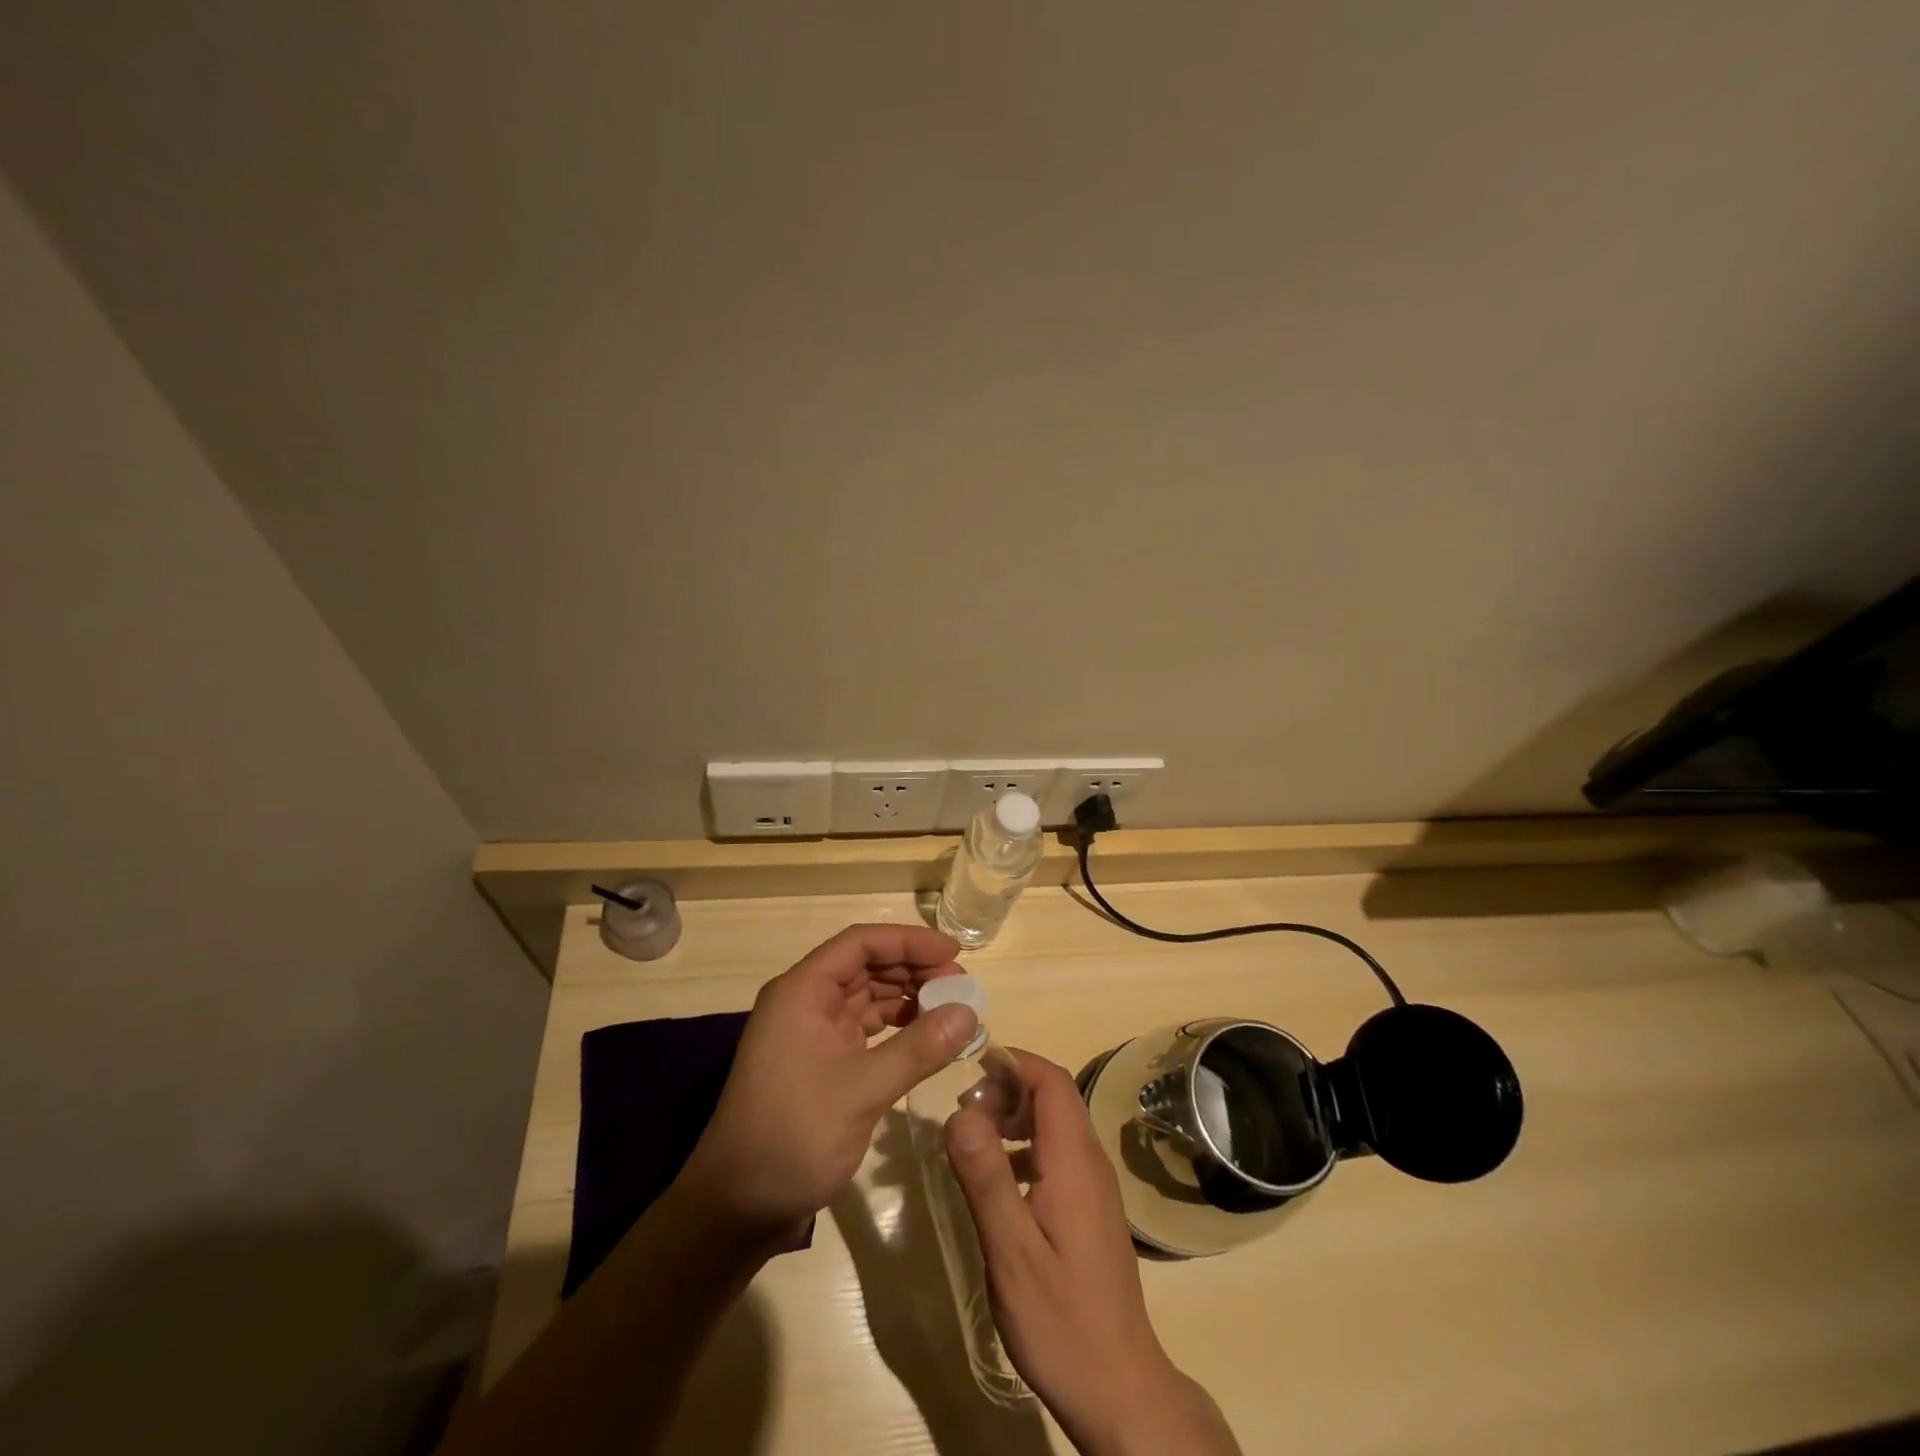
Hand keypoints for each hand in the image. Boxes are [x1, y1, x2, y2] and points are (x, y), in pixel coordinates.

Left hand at [679, 923, 977, 1236]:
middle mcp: (805, 1002)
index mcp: (802, 991)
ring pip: (868, 997)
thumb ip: (918, 1049)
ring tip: (952, 1009)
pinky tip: (927, 1037)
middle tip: (961, 987)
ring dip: (908, 998)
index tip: (954, 954)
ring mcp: (812, 1032)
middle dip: (914, 970)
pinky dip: (897, 1028)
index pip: (860, 943)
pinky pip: (865, 1028)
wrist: (737, 1208)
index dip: (908, 941)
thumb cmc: (792, 1136)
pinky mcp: (821, 1061)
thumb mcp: (861, 1091)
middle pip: (866, 966)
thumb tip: (970, 1012)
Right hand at [945, 1052, 1241, 1455]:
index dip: (1014, 1062)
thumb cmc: (1061, 1321)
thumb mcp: (1011, 1252)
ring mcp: (1093, 1185)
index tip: (971, 1067)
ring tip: (972, 1139)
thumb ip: (985, 1177)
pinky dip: (1024, 1146)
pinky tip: (997, 1179)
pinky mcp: (1089, 1208)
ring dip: (1014, 1115)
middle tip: (963, 1111)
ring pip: (1055, 1122)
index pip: (1051, 1080)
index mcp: (1074, 1161)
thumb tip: (960, 1111)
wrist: (1119, 1389)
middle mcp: (1090, 1161)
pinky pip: (1056, 1152)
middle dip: (1008, 1086)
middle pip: (1054, 1095)